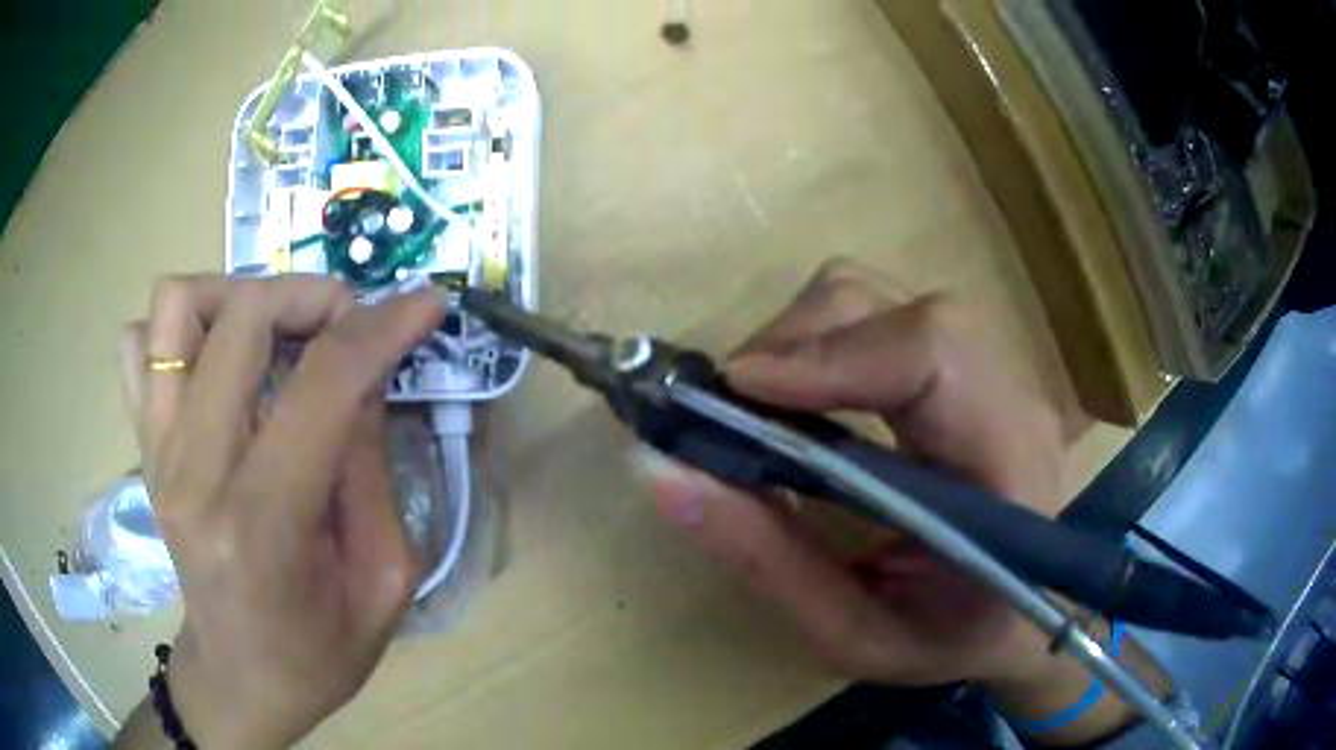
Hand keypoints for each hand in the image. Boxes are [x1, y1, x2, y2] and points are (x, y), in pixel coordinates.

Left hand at [119, 275, 444, 748]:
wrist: (239, 679)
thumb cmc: (317, 652)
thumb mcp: (380, 581)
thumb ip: (370, 469)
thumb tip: (364, 372)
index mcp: (263, 524)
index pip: (321, 386)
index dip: (380, 328)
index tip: (423, 304)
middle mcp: (194, 473)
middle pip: (241, 318)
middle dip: (309, 297)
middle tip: (343, 327)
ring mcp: (156, 452)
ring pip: (175, 307)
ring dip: (235, 298)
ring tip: (273, 335)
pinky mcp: (142, 447)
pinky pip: (138, 345)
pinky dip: (179, 332)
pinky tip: (215, 366)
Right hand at [634, 259, 1068, 686]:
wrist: (1019, 619)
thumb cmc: (946, 639)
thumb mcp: (851, 633)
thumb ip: (762, 556)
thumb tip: (657, 469)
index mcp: (1010, 467)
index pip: (933, 353)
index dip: (830, 355)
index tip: (736, 393)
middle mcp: (1010, 394)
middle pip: (893, 305)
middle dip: (795, 342)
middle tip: (731, 412)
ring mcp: (991, 365)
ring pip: (879, 297)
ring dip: (801, 339)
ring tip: (759, 410)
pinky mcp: (962, 360)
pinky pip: (878, 315)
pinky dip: (819, 343)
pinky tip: (799, 400)